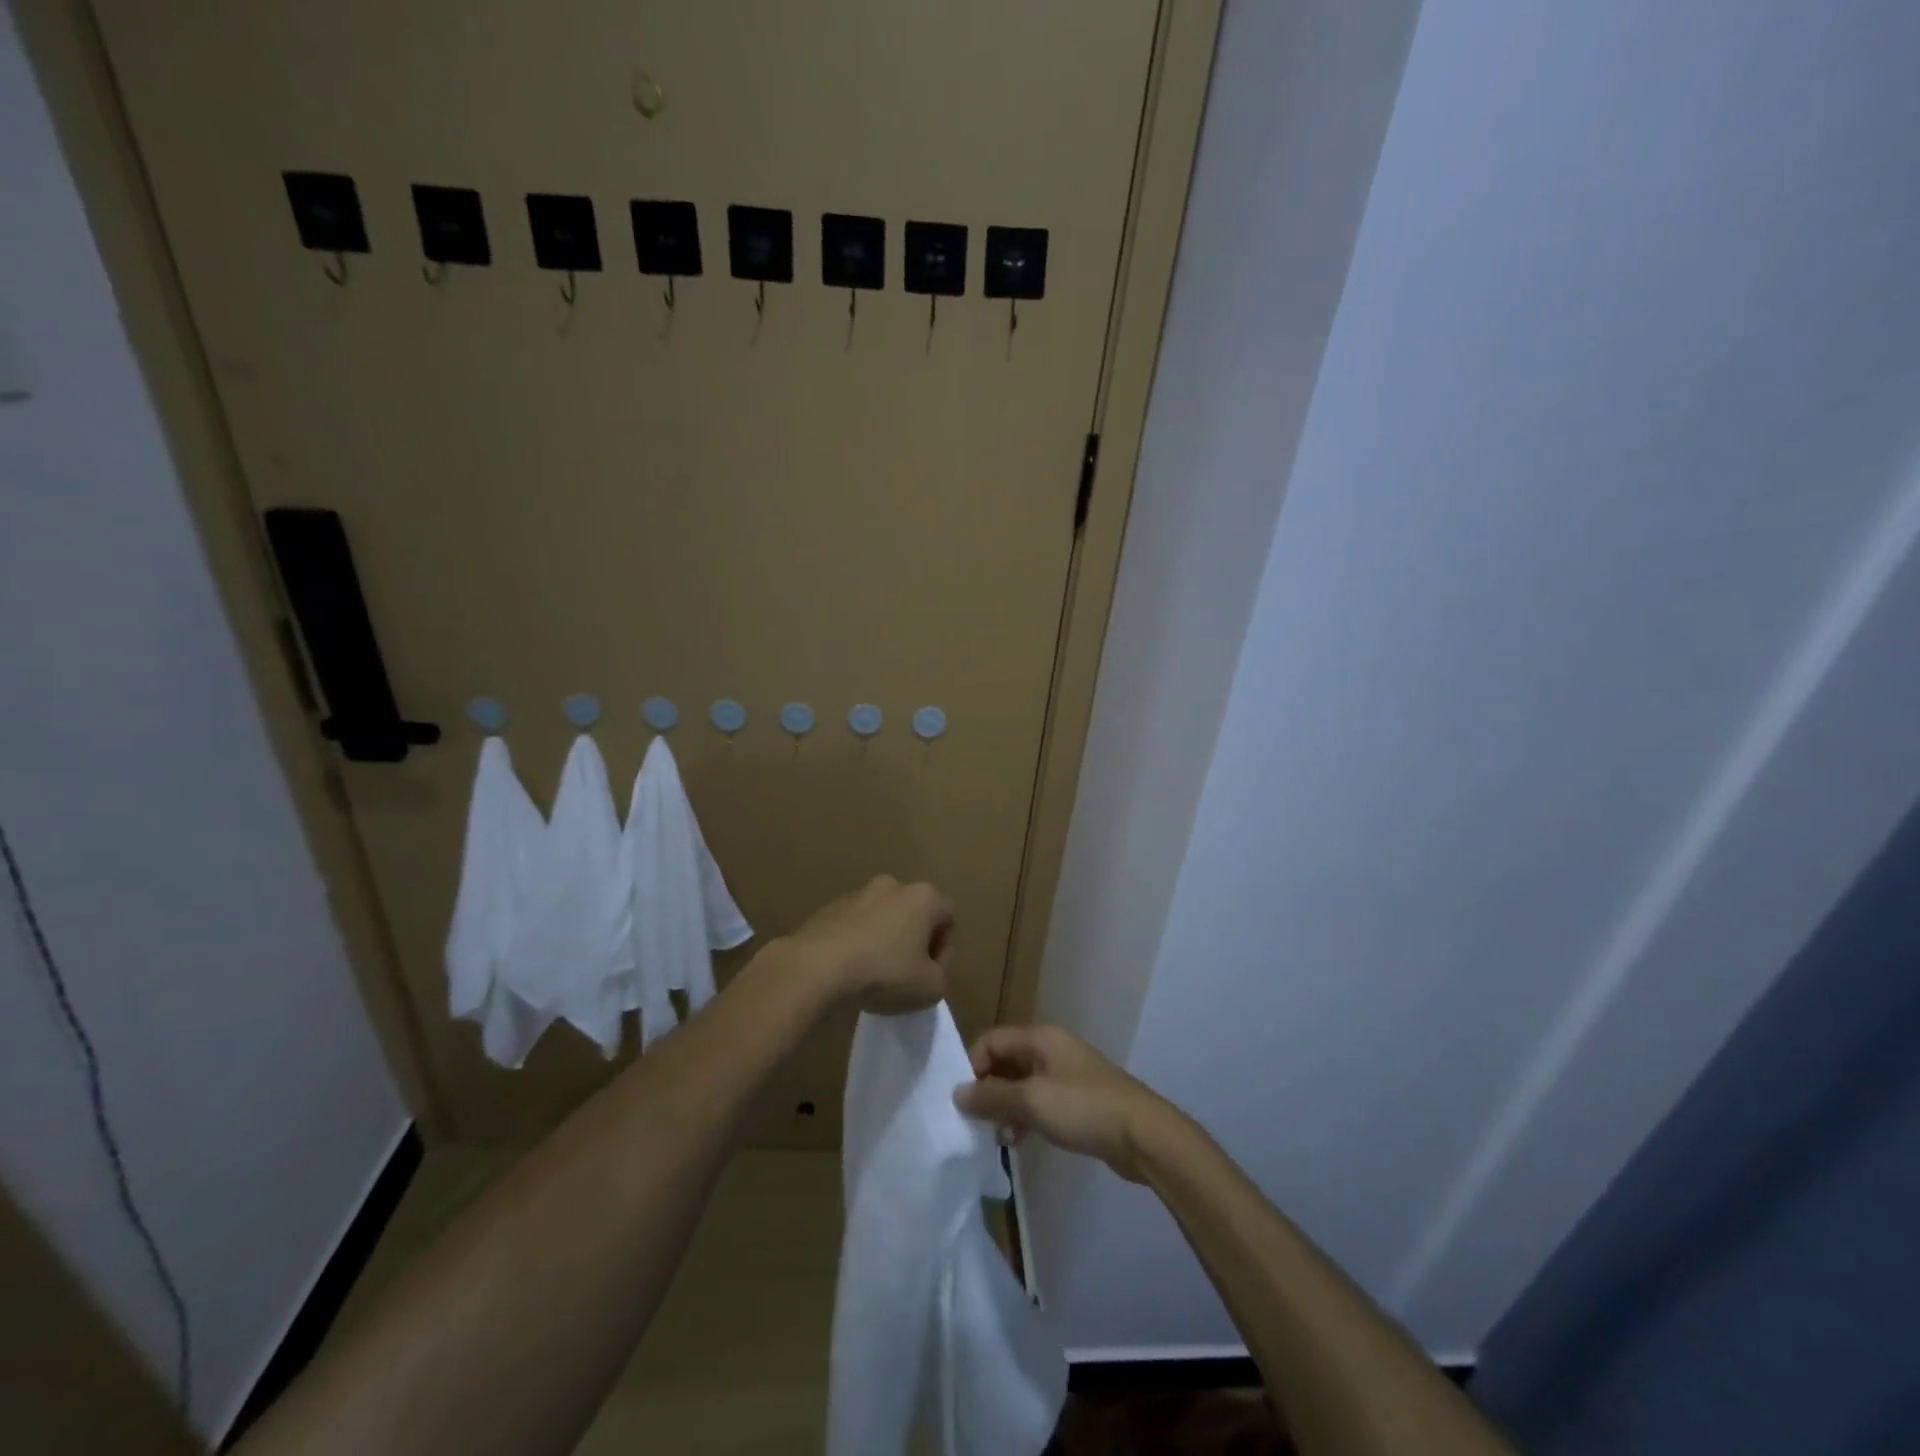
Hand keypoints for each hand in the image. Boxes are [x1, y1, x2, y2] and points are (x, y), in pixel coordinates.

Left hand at [784, 875, 953, 1015]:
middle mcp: (892, 885)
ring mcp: (857, 893)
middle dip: (913, 939)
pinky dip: (857, 942)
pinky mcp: (829, 907)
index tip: (931, 973)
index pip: (948, 916)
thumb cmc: (885, 973)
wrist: (818, 967)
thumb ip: (940, 975)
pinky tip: (849, 970)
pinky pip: (854, 925)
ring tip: (873, 974)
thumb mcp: (930, 988)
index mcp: (923, 896)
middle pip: (913, 912)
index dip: (944, 948)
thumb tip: (928, 969)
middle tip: (906, 973)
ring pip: (882, 917)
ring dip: (884, 939)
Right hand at [953, 1025, 1174, 1182]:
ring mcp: (1065, 1075)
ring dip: (1005, 1107)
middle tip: (975, 1121)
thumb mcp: (1032, 1101)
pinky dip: (1024, 1117)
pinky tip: (1018, 1141)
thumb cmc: (1084, 1108)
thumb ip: (992, 1096)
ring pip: (1021, 1085)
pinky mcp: (1076, 1101)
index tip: (963, 1099)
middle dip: (987, 1089)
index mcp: (1040, 1038)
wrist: (1142, 1134)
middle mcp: (1050, 1049)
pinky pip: (1039, 1102)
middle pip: (1005, 1061)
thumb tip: (958, 1093)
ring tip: (997, 1136)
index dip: (972, 1065)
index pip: (991, 1040)